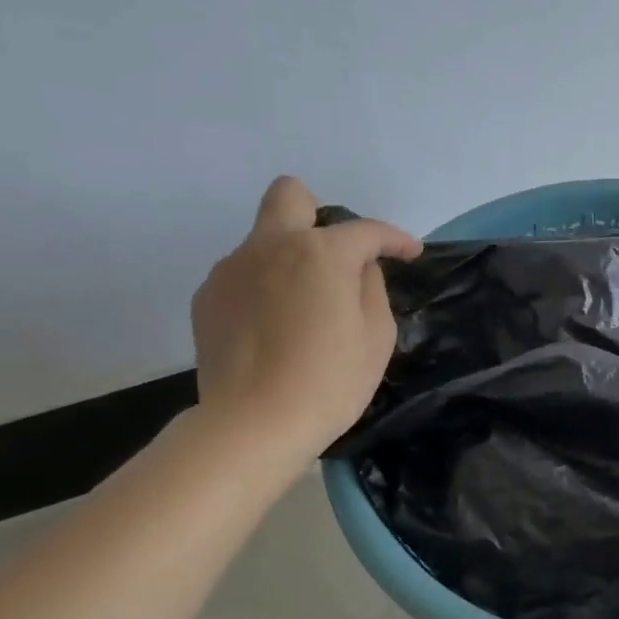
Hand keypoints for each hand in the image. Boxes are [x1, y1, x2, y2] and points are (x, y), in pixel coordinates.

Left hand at [191, 177, 421, 462]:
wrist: (254, 423)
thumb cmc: (330, 381)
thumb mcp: (377, 337)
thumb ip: (372, 288)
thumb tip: (359, 269)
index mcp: (321, 252)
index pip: (366, 230)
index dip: (395, 239)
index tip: (410, 254)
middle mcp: (271, 245)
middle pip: (290, 195)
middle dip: (318, 212)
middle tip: (335, 256)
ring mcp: (232, 268)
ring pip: (264, 240)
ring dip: (289, 259)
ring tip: (303, 311)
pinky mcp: (208, 297)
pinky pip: (243, 275)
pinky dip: (264, 289)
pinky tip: (273, 330)